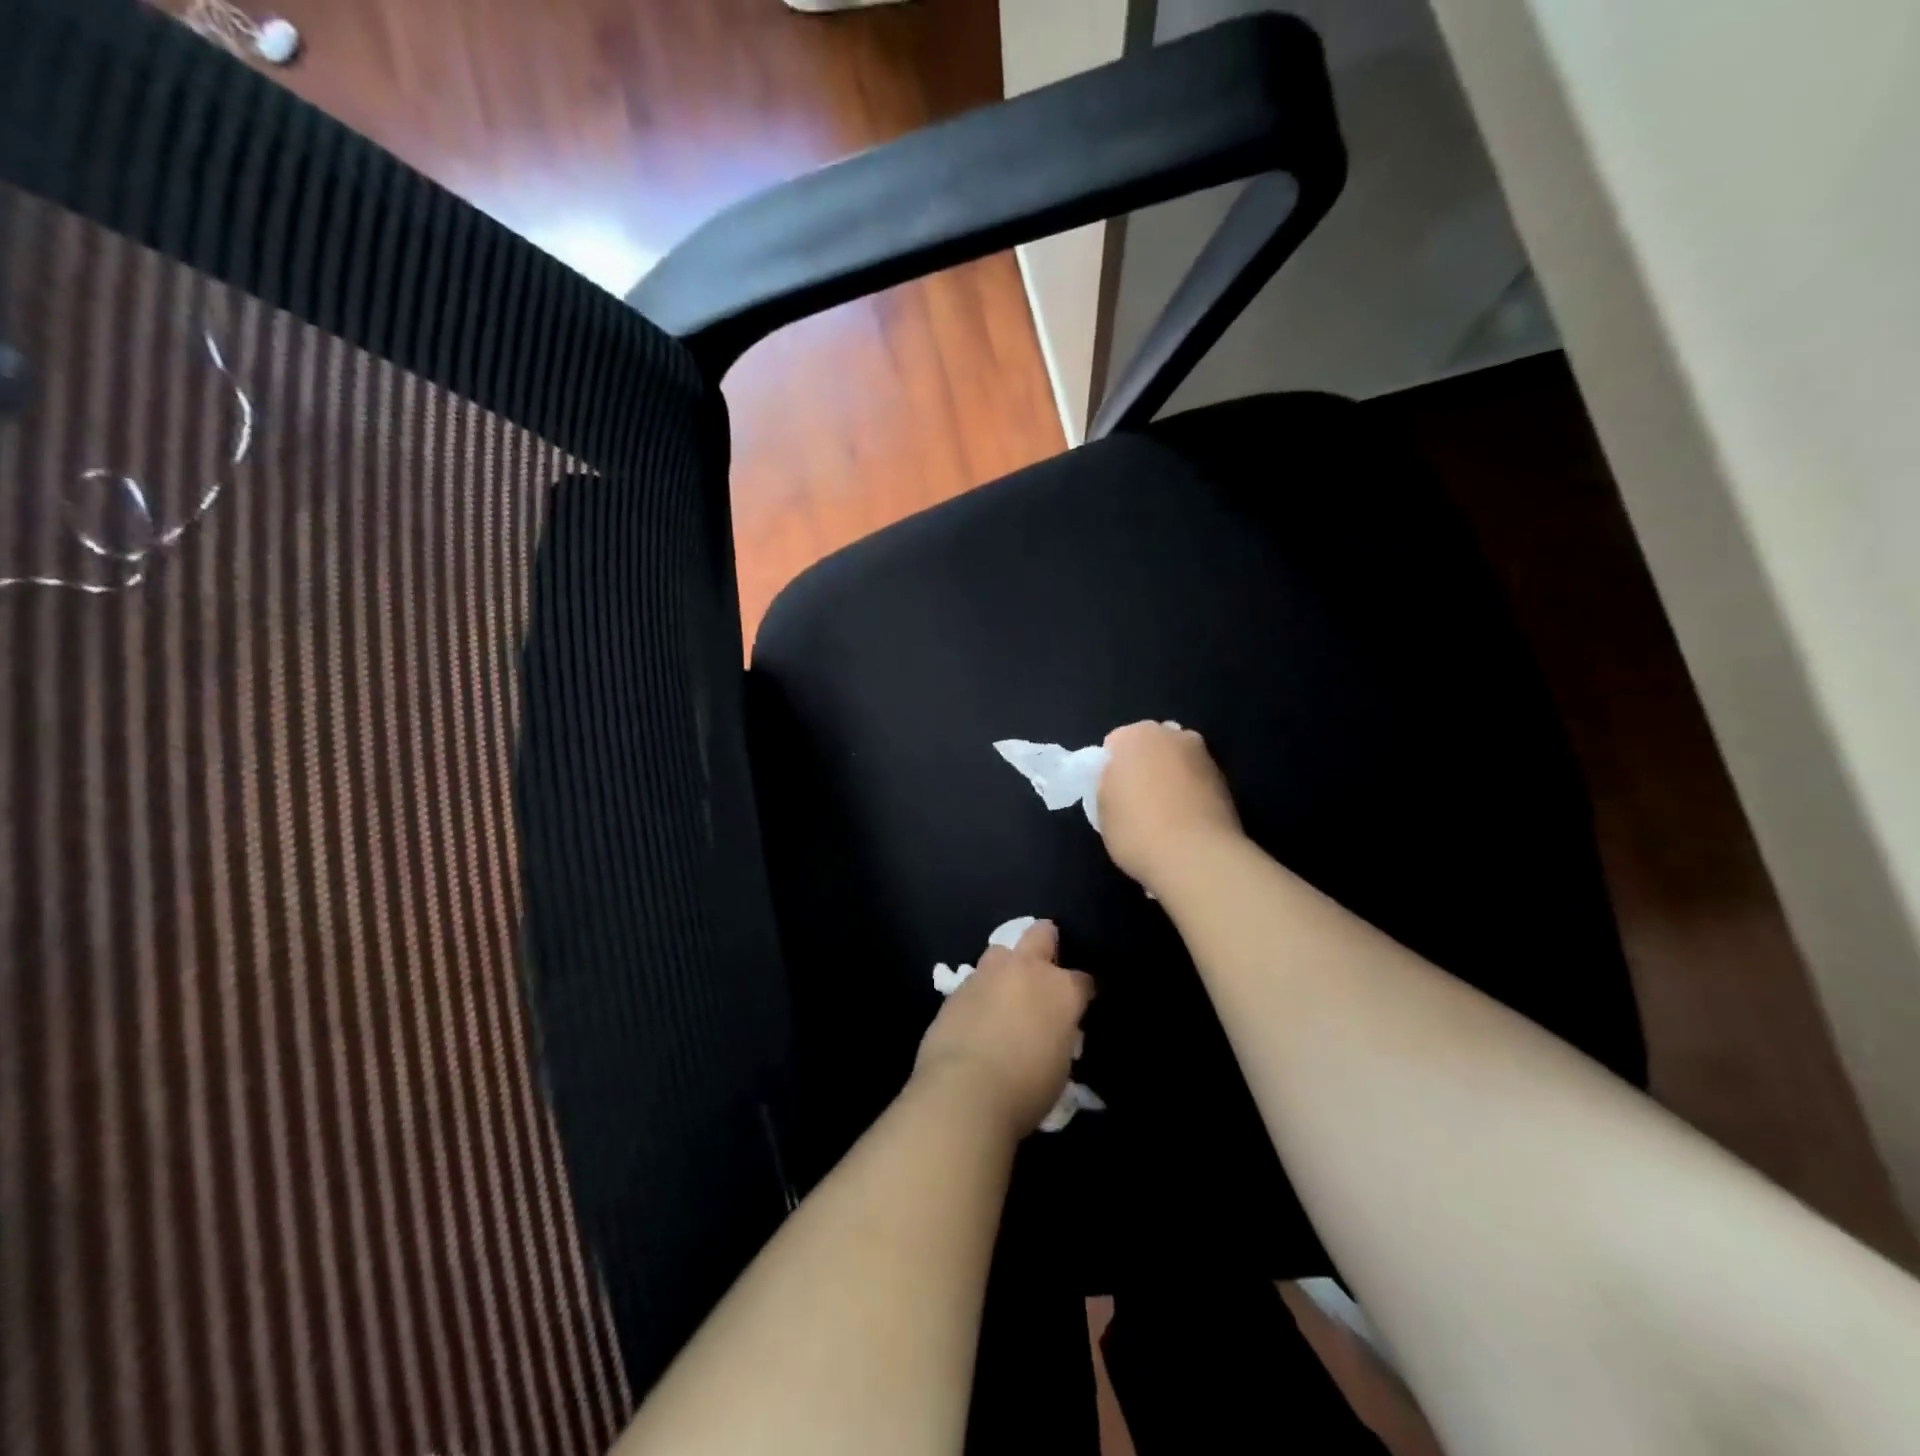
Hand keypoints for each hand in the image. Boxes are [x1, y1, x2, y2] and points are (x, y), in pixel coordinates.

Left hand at [914, 920, 1093, 1137]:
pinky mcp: (957, 988)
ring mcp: (988, 974)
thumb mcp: (1060, 1066)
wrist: (965, 1090)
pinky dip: (981, 991)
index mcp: (1061, 990)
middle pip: (1041, 935)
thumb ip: (1058, 1036)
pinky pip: (975, 979)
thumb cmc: (1026, 1088)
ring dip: (1007, 965)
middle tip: (1045, 962)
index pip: (1082, 980)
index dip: (1082, 992)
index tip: (1079, 1004)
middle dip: (1046, 942)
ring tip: (1006, 987)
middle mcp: (1026, 970)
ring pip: (1001, 951)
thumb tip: (1050, 1032)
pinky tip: (978, 1012)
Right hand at [1097, 721, 1242, 891]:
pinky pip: (1196, 782)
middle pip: (1150, 747)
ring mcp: (1204, 756)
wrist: (1198, 858)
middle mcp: (1173, 735)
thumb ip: (1108, 784)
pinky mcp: (1226, 781)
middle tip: (1135, 801)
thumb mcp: (1102, 809)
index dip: (1110, 769)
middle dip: (1144, 766)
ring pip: (1176, 763)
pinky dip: (1190, 795)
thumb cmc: (1137, 830)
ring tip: (1164, 816)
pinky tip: (1185, 824)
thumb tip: (1120, 781)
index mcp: (1136, 736)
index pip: (1114, 743)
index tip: (1112, 794)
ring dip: (1170, 779)